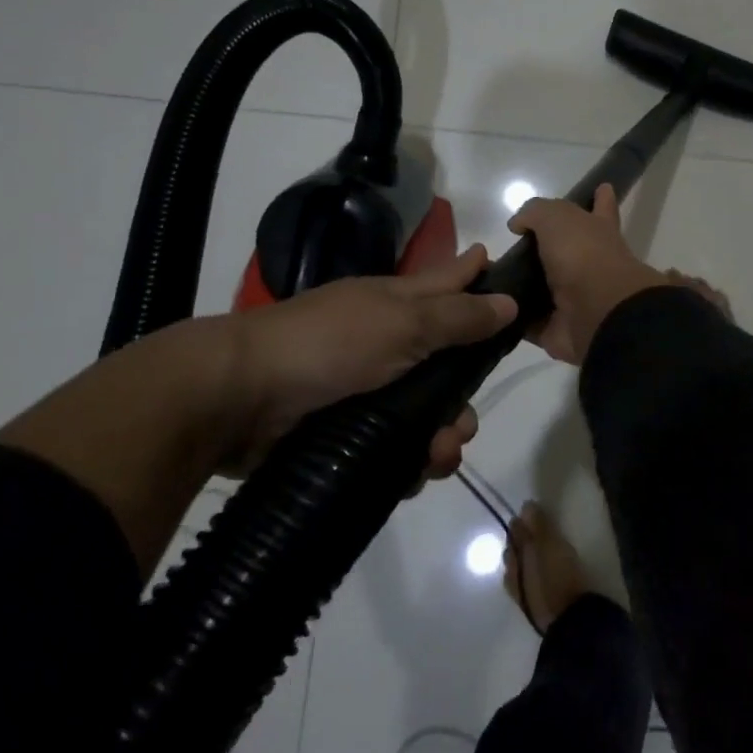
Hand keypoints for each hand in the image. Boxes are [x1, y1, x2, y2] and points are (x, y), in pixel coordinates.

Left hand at [215, 245, 517, 476]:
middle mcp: (387, 343)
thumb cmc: (329, 344)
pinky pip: (398, 448)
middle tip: (464, 422)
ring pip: (426, 413)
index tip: (513, 279)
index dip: (478, 278)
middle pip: (446, 363)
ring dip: (442, 437)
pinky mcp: (348, 432)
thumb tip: (511, 301)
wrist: (239, 398)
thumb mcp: (402, 323)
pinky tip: (415, 473)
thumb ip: (459, 316)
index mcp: (397, 304)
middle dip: (463, 396)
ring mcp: (367, 389)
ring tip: (438, 455)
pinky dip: (411, 462)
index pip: (449, 283)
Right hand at [508, 187, 728, 364]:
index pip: (601, 209)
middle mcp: (589, 265)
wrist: (598, 313)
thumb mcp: (557, 217)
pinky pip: (528, 322)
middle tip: (511, 248)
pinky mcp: (556, 329)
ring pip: (543, 290)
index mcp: (598, 233)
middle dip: (545, 251)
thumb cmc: (583, 255)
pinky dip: (511, 318)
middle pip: (565, 253)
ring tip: (485, 278)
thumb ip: (535, 213)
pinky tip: (488, 310)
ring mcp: (574, 300)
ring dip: (521, 286)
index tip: (602, 187)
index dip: (601, 199)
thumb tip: (518, 225)